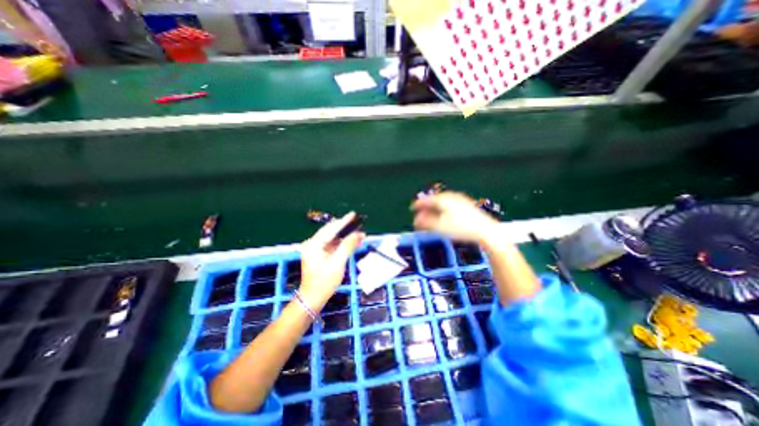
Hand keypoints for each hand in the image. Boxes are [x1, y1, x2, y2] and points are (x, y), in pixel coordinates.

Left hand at [300, 211, 363, 308]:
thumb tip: (358, 234)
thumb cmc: (324, 282)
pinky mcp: (320, 255)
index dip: (344, 221)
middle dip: (345, 227)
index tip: (353, 214)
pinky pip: (333, 245)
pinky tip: (352, 242)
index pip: (331, 229)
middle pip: (331, 231)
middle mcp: (313, 244)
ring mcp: (316, 250)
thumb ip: (347, 246)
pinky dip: (342, 243)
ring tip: (358, 232)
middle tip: (357, 221)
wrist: (313, 298)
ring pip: (333, 238)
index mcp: (314, 244)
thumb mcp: (337, 263)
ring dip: (345, 236)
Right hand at [413, 191, 502, 243]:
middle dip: (427, 205)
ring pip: (443, 201)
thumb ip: (426, 222)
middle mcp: (451, 196)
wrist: (485, 230)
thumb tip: (416, 220)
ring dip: (435, 207)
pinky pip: (450, 203)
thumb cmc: (460, 228)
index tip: (412, 207)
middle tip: (421, 211)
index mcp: (443, 199)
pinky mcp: (467, 205)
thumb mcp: (439, 227)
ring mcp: (460, 200)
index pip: (427, 200)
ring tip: (431, 213)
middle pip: (435, 199)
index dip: (418, 204)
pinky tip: (445, 214)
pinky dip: (444, 208)